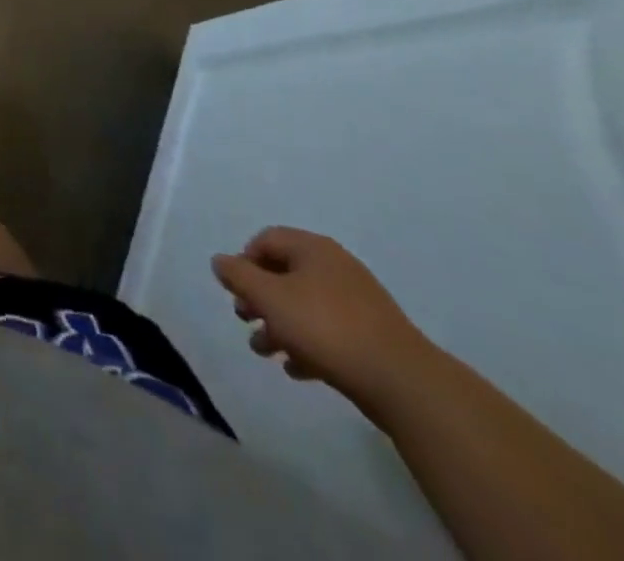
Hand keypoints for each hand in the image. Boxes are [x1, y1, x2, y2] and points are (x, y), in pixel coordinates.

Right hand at [212, 227, 437, 414]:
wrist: (403, 383)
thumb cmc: (326, 327)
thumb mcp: (270, 297)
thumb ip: (238, 276)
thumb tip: (220, 261)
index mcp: (313, 248)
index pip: (266, 240)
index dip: (244, 261)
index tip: (236, 290)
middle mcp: (335, 267)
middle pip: (284, 273)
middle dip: (259, 297)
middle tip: (245, 318)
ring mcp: (357, 303)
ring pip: (304, 306)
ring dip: (279, 325)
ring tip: (264, 351)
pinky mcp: (371, 337)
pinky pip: (328, 332)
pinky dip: (307, 344)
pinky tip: (296, 369)